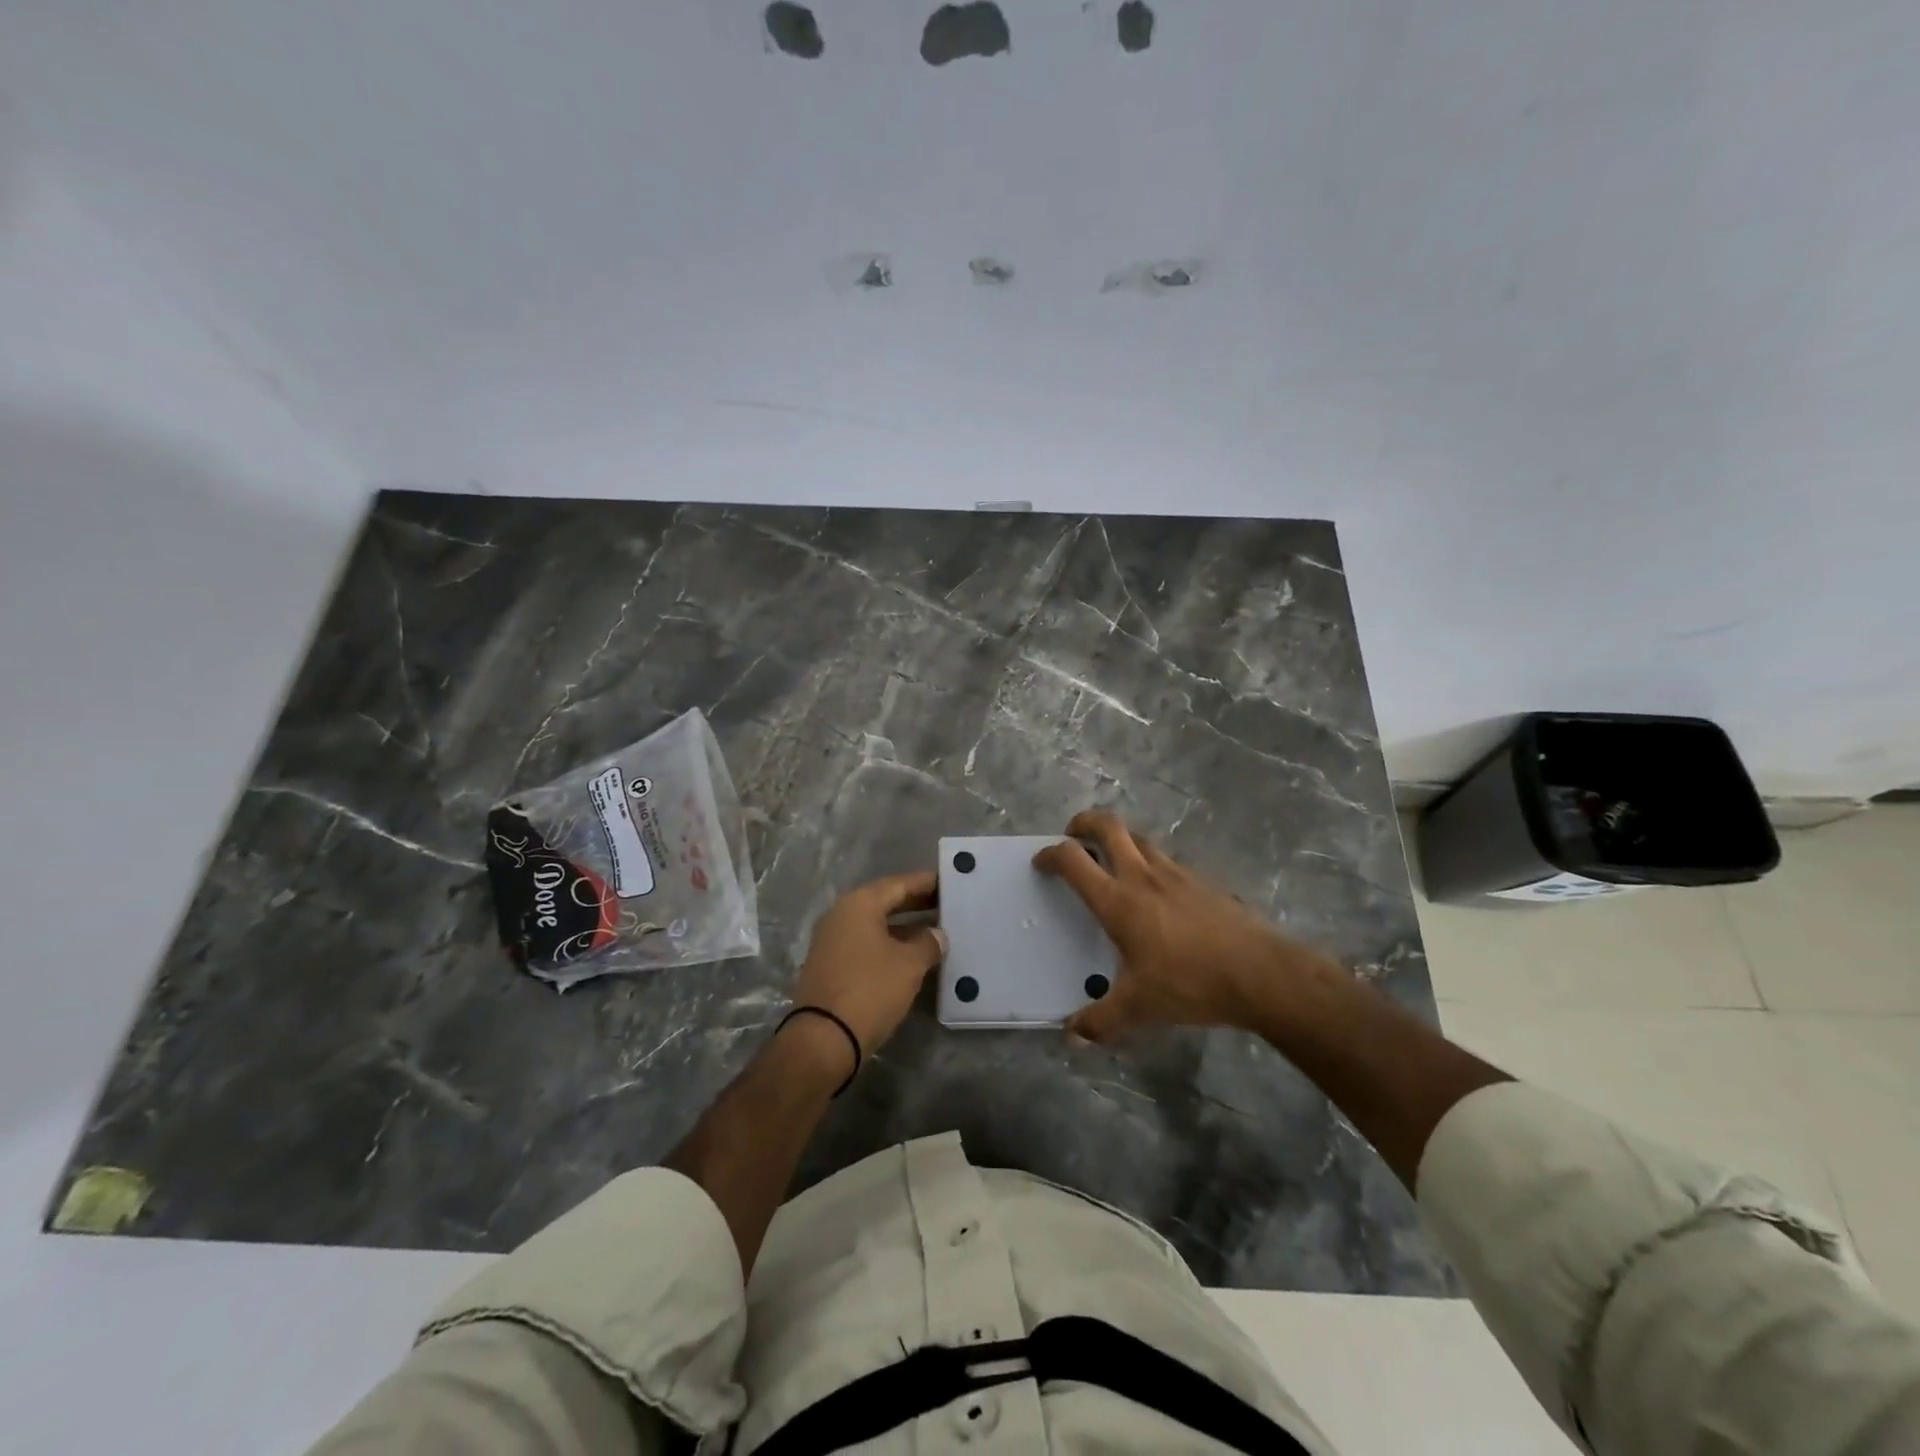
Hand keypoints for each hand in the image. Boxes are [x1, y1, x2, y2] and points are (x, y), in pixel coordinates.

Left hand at [790, 870, 945, 1061]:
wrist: (823, 1039)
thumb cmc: (870, 990)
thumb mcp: (909, 965)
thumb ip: (928, 943)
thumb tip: (937, 934)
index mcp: (859, 904)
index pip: (899, 883)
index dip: (926, 882)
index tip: (950, 881)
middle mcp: (841, 914)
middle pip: (885, 900)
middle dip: (915, 902)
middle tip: (946, 904)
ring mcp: (832, 940)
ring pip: (875, 923)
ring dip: (903, 925)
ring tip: (935, 930)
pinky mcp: (830, 964)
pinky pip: (866, 942)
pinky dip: (889, 943)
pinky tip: (911, 954)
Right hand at [1034, 810, 1340, 1041]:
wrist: (1261, 972)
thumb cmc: (1190, 983)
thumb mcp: (1139, 1008)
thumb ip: (1100, 1021)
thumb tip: (1071, 1035)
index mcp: (1118, 900)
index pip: (1073, 860)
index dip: (1051, 854)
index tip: (1041, 862)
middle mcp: (1143, 875)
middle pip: (1108, 825)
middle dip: (1083, 823)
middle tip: (1073, 836)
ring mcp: (1176, 873)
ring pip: (1139, 837)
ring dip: (1119, 839)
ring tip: (1113, 860)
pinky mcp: (1203, 881)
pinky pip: (1167, 859)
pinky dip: (1150, 862)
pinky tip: (1157, 892)